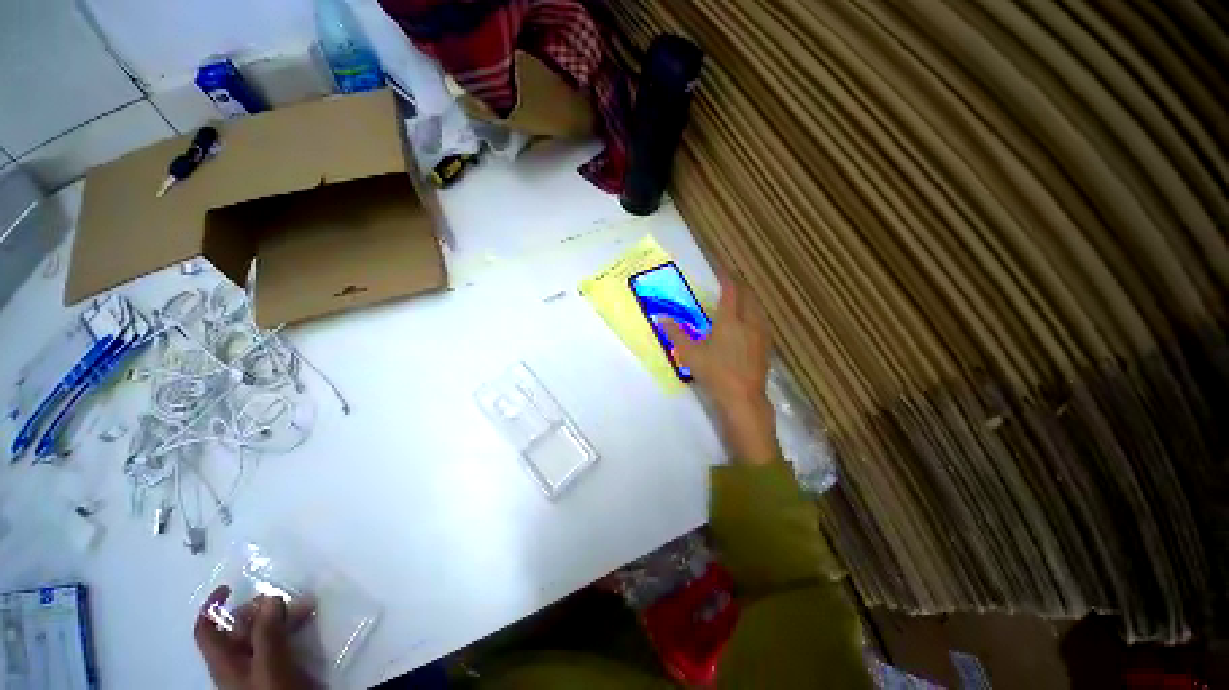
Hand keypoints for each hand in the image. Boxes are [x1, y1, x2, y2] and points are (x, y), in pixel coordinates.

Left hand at [194, 585, 315, 689]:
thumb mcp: (270, 664)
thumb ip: (267, 632)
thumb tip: (269, 598)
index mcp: (224, 661)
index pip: (206, 630)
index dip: (213, 608)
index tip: (231, 587)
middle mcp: (236, 662)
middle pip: (238, 628)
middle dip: (260, 609)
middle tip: (285, 599)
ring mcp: (257, 668)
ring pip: (262, 634)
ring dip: (281, 617)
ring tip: (306, 607)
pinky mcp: (277, 671)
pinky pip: (279, 642)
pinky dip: (290, 628)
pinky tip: (306, 623)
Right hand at [663, 270, 778, 464]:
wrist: (742, 398)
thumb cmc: (714, 372)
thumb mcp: (689, 353)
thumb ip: (675, 333)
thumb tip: (661, 318)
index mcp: (730, 320)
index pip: (731, 290)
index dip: (726, 277)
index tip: (720, 269)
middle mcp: (750, 322)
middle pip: (748, 296)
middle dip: (739, 286)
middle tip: (728, 282)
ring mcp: (761, 334)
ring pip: (757, 308)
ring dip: (748, 299)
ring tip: (738, 299)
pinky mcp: (766, 346)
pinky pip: (761, 320)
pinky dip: (753, 313)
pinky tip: (747, 322)